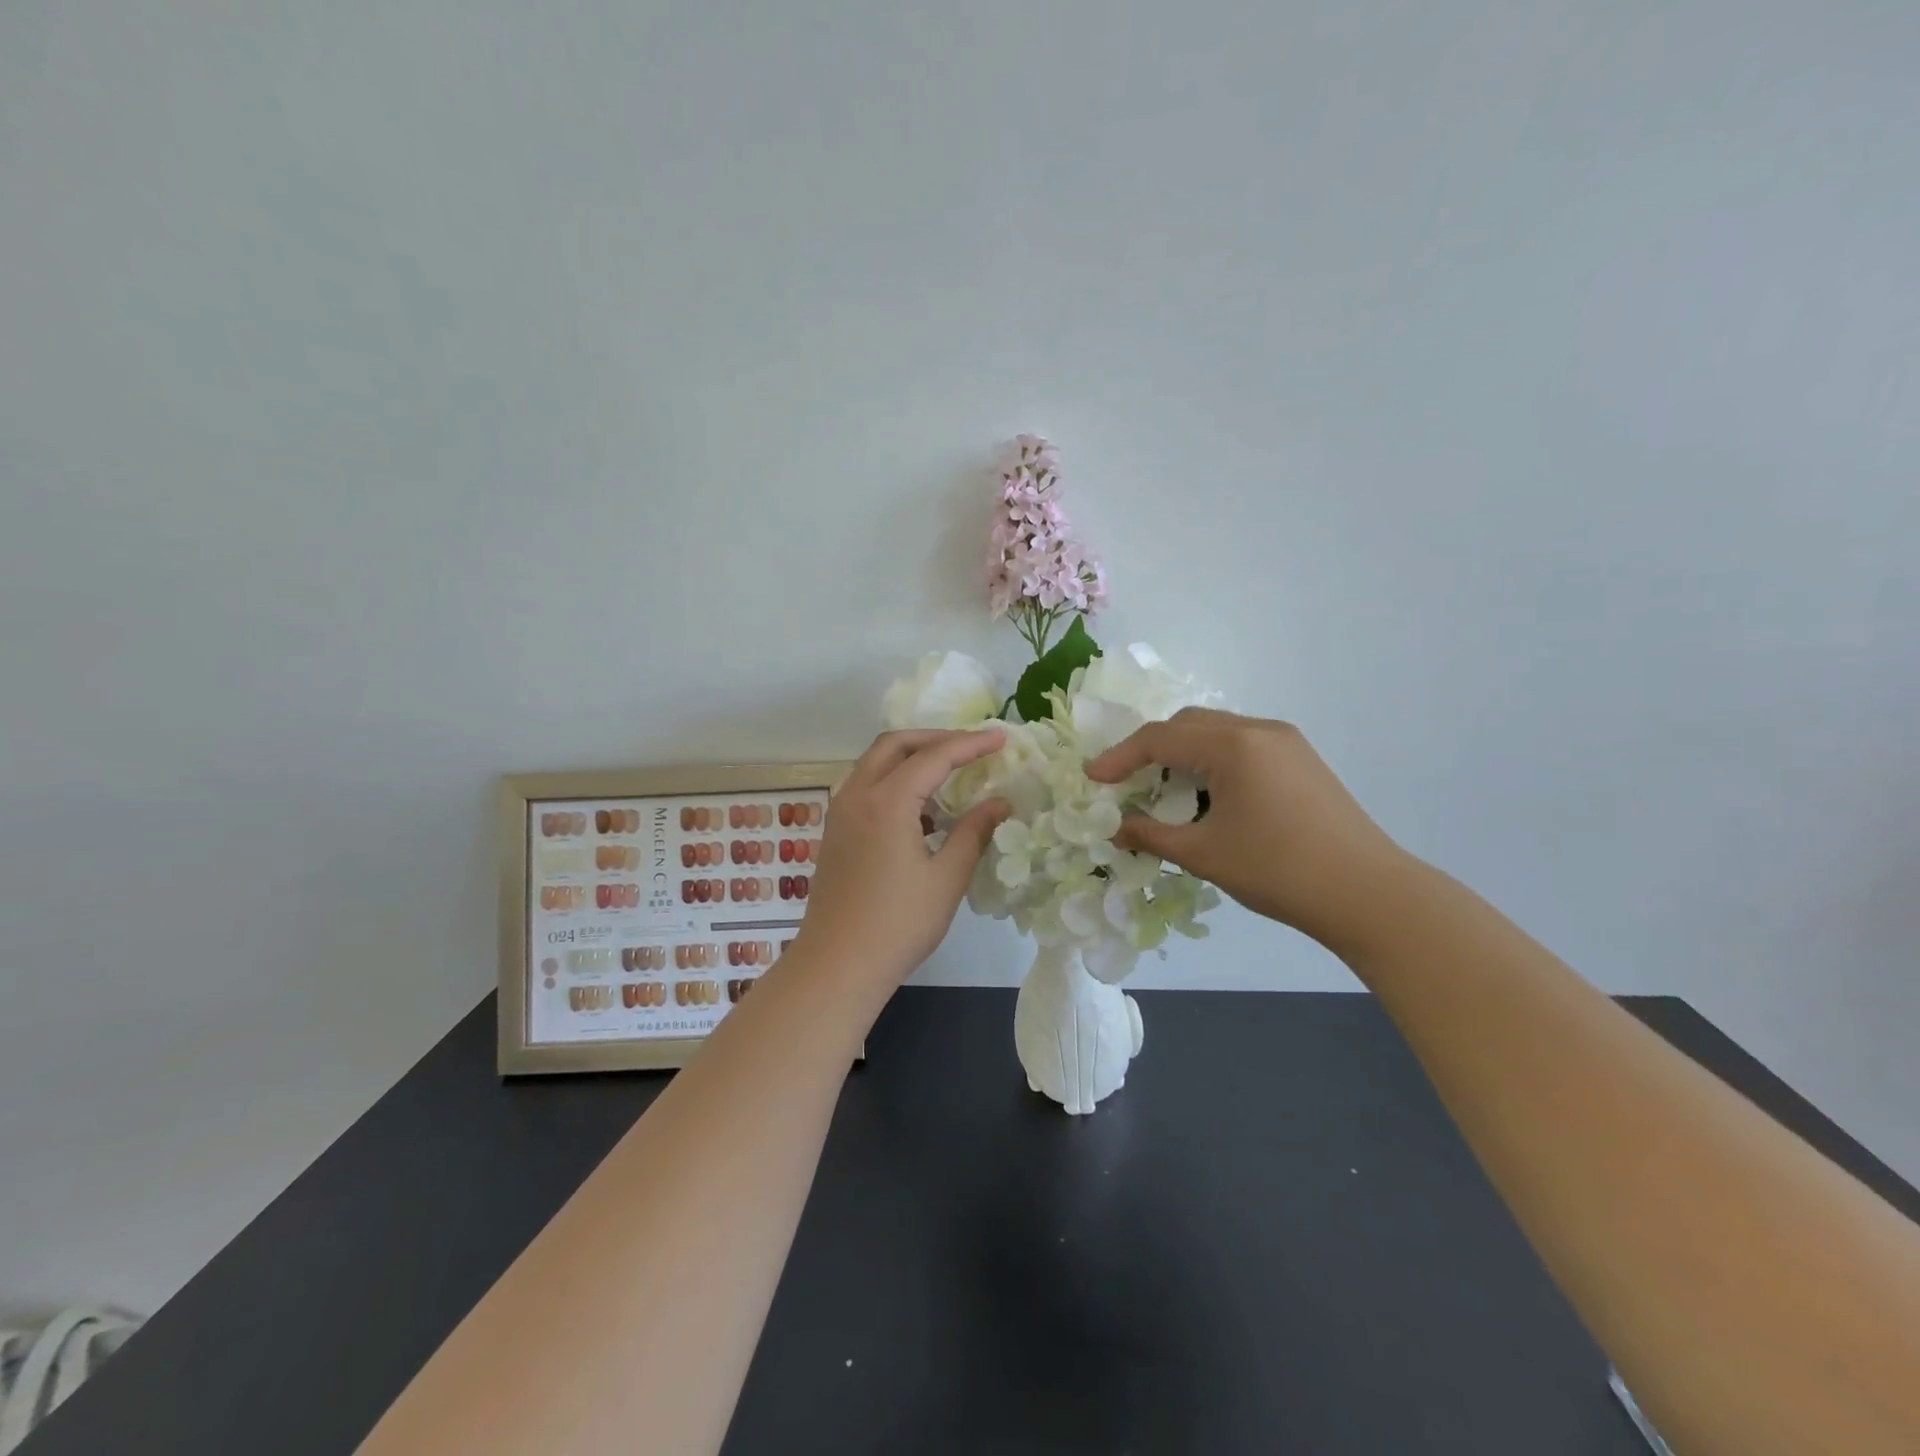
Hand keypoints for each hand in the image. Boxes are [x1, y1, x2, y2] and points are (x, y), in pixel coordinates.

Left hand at [794, 729, 1010, 990]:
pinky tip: (919, 806)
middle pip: (895, 744)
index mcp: (886, 802)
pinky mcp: (835, 830)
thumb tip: (999, 803)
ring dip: (911, 756)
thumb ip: (974, 832)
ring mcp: (840, 812)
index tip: (1001, 737)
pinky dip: (894, 779)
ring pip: (875, 762)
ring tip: (948, 769)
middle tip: (971, 746)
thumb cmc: (898, 924)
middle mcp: (857, 795)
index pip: (934, 756)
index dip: (970, 743)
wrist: (837, 964)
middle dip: (935, 738)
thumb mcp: (946, 878)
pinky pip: (865, 785)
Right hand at [1086, 708, 1408, 954]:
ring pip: (1216, 733)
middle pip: (1188, 725)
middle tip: (1127, 782)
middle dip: (1151, 749)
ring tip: (1165, 792)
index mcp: (1233, 745)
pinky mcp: (1302, 760)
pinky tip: (1208, 796)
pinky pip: (1242, 746)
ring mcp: (1286, 742)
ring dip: (1183, 755)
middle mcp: (1259, 729)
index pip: (1160, 738)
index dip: (1120, 757)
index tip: (1093, 779)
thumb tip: (1115, 828)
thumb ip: (1150, 835)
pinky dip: (1212, 762)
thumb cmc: (1278, 870)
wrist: (1369, 893)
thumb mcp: (1204, 854)